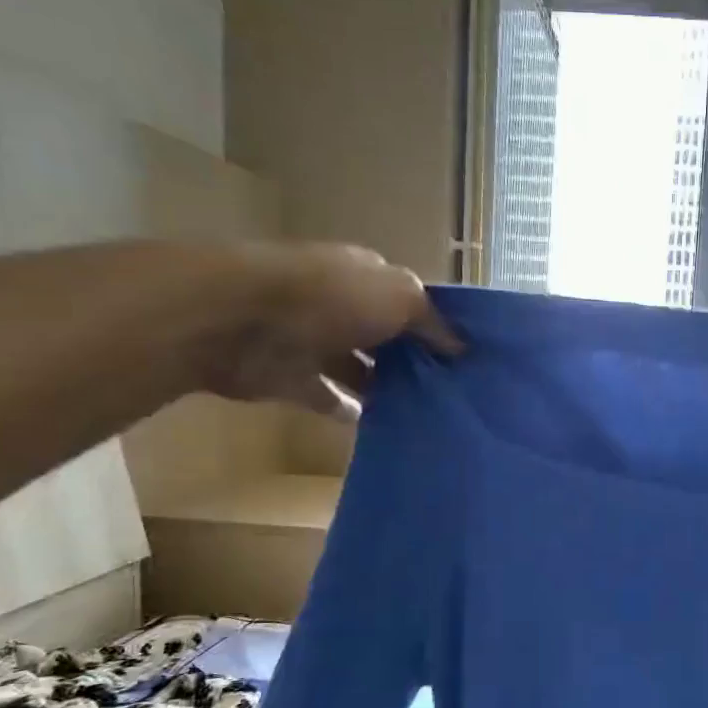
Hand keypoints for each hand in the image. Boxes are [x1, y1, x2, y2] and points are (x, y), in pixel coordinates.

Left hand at [202, 242, 462, 416]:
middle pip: (386, 338)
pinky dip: (352, 413)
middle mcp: (342, 307)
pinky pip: (330, 400)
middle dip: (416, 362)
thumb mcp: (399, 297)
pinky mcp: (293, 380)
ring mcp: (316, 344)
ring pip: (361, 370)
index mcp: (365, 277)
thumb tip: (460, 346)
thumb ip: (431, 321)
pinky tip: (386, 429)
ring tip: (428, 417)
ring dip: (387, 389)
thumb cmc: (329, 297)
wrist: (240, 320)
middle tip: (456, 396)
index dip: (436, 326)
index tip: (467, 360)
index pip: (408, 301)